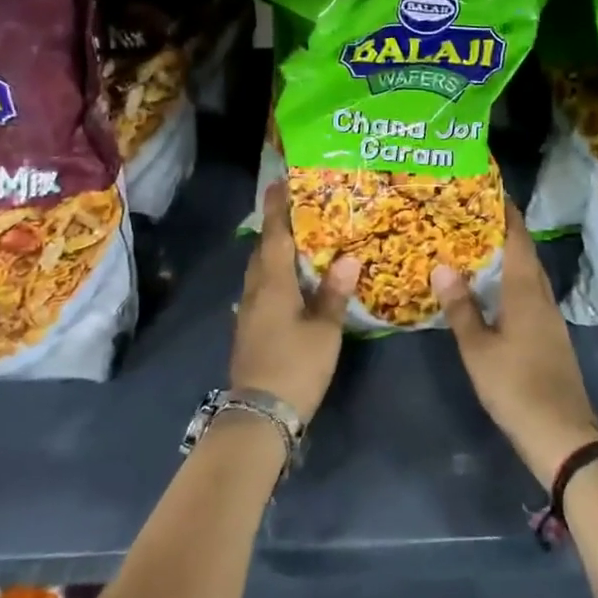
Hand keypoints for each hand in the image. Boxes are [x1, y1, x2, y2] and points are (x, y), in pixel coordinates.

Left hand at [230, 181, 359, 421]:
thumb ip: (334, 294)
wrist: (258, 416)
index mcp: (273, 284)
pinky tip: (290, 281)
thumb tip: (349, 258)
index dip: (277, 207)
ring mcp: (248, 311)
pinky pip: (261, 287)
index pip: (274, 235)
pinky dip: (274, 274)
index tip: (280, 181)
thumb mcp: (324, 331)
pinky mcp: (249, 328)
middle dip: (276, 226)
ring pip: (259, 270)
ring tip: (298, 240)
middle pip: (263, 249)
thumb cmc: (295, 366)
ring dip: (274, 250)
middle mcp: (255, 290)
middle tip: (298, 208)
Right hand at [431, 204, 597, 488]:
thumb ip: (461, 308)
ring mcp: (550, 319)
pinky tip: (495, 292)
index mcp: (525, 292)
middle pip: (526, 255)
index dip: (507, 213)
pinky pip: (530, 295)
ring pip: (529, 276)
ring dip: (509, 257)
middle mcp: (542, 297)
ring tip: (480, 247)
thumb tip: (443, 266)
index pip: (518, 240)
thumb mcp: (478, 349)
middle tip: (475, 216)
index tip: (492, 190)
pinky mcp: (550, 337)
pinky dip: (512, 282)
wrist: (562, 434)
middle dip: (506, 232)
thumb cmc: (516, 386)